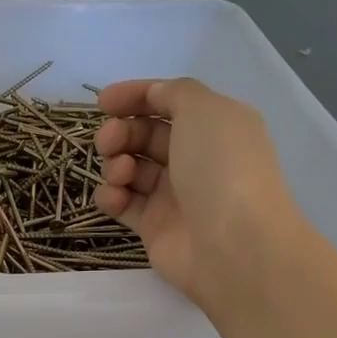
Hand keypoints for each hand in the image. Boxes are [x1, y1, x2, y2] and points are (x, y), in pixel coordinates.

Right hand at [94, 77, 299, 309]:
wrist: (233, 245)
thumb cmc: (221, 168)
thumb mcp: (205, 110)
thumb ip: (175, 93)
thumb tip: (155, 95)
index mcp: (214, 126)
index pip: (168, 102)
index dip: (135, 97)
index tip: (103, 102)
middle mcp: (195, 158)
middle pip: (145, 135)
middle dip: (120, 132)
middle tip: (108, 141)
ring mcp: (174, 194)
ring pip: (131, 169)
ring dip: (115, 164)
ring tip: (120, 174)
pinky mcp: (154, 227)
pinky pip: (123, 204)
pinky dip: (112, 197)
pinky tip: (114, 197)